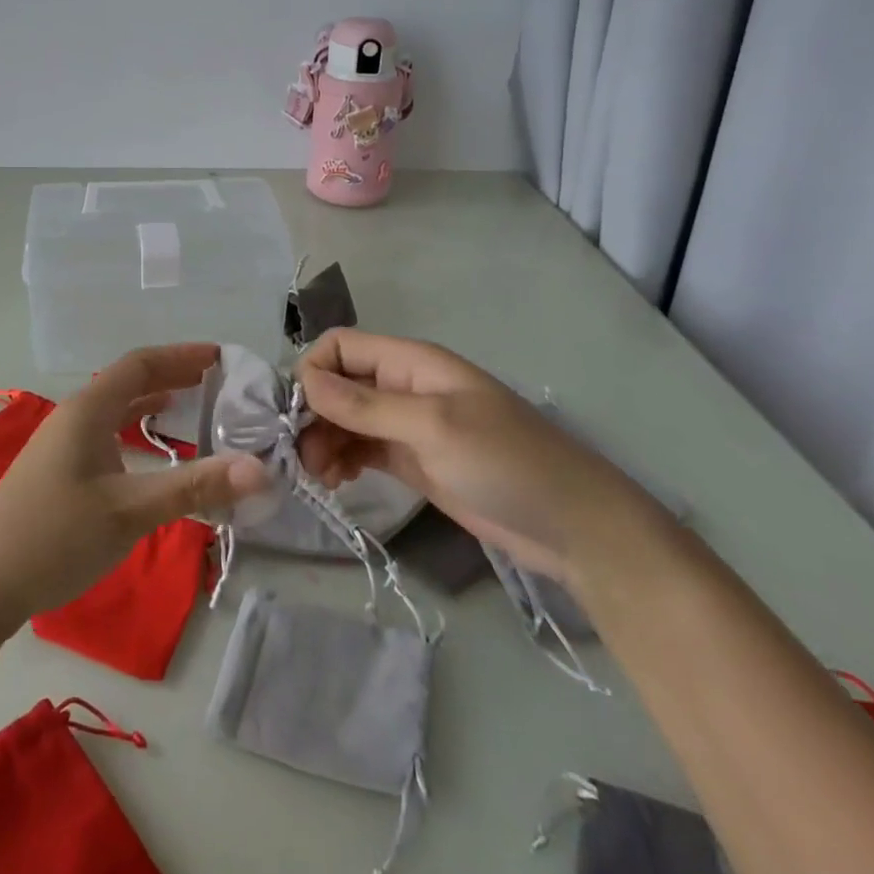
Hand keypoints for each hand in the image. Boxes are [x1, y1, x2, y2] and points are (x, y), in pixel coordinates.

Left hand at [0, 345, 268, 633]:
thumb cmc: (54, 538)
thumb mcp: (130, 512)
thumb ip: (193, 488)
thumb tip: (259, 469)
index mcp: (87, 411)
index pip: (139, 364)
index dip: (181, 355)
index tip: (221, 356)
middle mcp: (73, 417)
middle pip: (127, 380)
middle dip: (171, 374)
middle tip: (216, 379)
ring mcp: (61, 444)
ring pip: (115, 408)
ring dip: (151, 400)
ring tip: (190, 402)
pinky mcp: (57, 471)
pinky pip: (105, 432)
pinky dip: (134, 428)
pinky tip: (145, 448)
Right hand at [296, 329, 653, 581]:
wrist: (574, 528)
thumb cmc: (506, 462)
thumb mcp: (433, 426)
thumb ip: (367, 404)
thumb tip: (305, 380)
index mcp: (411, 362)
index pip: (342, 346)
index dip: (314, 370)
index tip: (299, 412)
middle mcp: (403, 387)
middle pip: (339, 384)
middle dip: (314, 413)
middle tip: (302, 457)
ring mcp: (408, 425)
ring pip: (346, 419)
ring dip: (324, 440)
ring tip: (319, 476)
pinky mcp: (413, 461)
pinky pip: (362, 449)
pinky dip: (342, 459)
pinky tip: (336, 482)